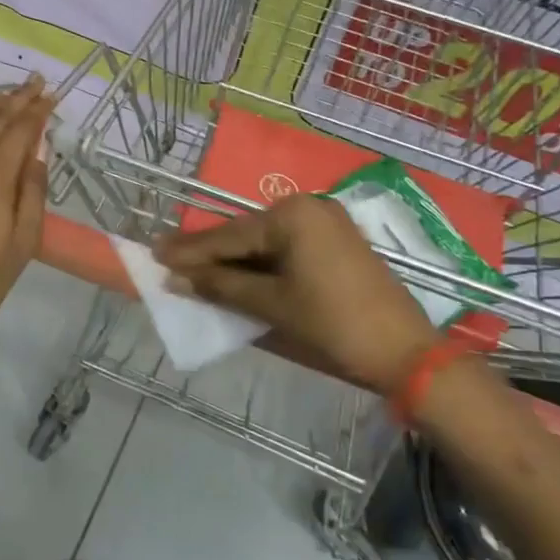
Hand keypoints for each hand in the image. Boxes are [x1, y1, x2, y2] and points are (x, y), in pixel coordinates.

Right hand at [153, 194, 437, 391]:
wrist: (406, 352)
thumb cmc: (334, 324)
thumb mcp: (272, 305)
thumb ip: (221, 287)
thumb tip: (174, 278)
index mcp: (292, 215)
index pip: (228, 236)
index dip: (189, 250)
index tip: (153, 252)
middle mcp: (308, 207)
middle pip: (245, 234)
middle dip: (209, 253)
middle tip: (167, 259)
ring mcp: (326, 223)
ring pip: (264, 242)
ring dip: (233, 259)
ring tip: (193, 268)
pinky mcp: (336, 242)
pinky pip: (286, 248)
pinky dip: (260, 263)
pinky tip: (235, 272)